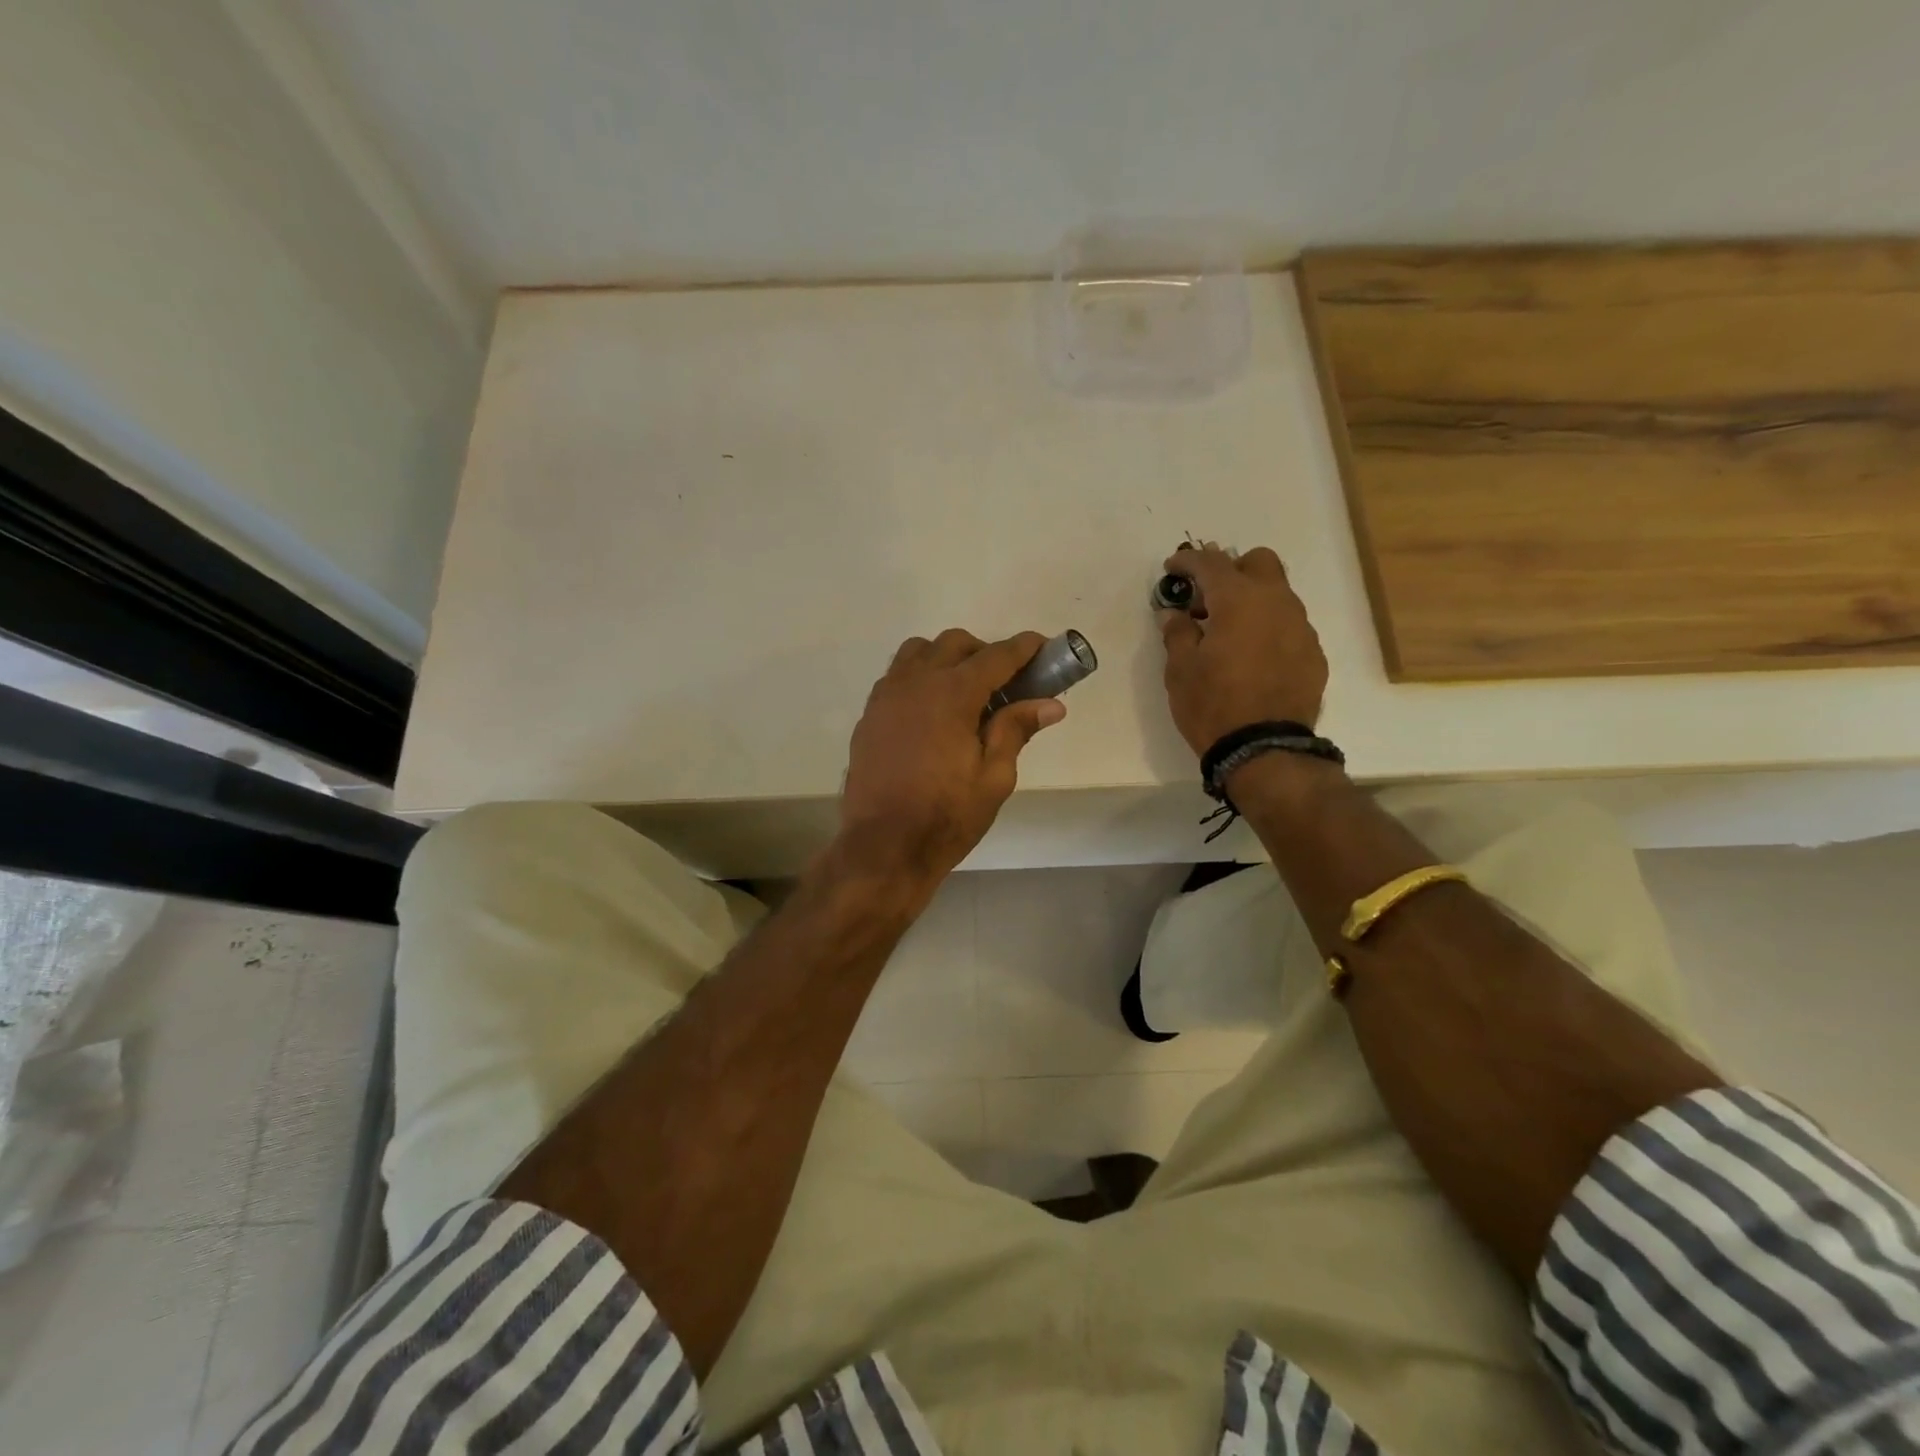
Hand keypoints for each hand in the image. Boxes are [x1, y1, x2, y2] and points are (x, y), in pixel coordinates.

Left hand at [839, 629, 1065, 887]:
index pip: (996, 656)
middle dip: (985, 652)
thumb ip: (1016, 730)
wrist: (883, 847)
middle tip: (1006, 683)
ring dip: (947, 658)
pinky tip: (932, 712)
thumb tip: (1050, 703)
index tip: (1043, 646)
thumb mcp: (994, 777)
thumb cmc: (946, 816)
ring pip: (918, 652)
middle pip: (954, 644)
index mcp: (951, 694)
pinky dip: (920, 678)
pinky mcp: (869, 715)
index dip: (1023, 648)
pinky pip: (897, 677)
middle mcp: (915, 682)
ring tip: (964, 692)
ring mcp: (886, 696)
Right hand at [1158, 543, 1327, 755]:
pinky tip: (1253, 657)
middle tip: (1208, 598)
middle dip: (1231, 570)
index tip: (1172, 569)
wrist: (1264, 749)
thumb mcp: (1180, 670)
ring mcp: (1301, 627)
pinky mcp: (1313, 653)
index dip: (1188, 561)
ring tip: (1229, 631)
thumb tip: (1174, 613)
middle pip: (1258, 562)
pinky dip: (1268, 629)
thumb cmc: (1212, 705)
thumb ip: (1177, 633)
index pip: (1211, 564)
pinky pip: (1289, 626)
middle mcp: (1276, 603)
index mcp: (1238, 601)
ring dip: (1252, 600)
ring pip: (1278, 594)